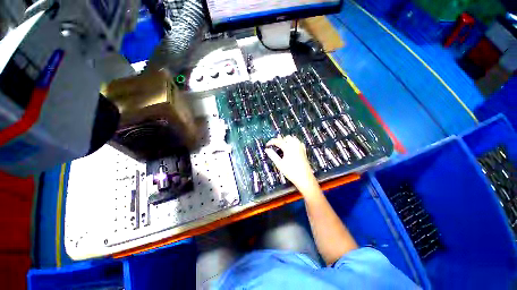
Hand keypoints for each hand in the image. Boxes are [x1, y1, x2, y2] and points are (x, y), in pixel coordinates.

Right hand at [265, 135, 319, 194]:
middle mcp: (295, 145)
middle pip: (286, 137)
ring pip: (293, 138)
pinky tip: (291, 148)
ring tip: (282, 147)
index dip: (271, 142)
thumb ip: (272, 155)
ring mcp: (300, 147)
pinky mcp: (304, 150)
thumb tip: (267, 150)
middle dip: (280, 140)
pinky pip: (298, 142)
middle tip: (275, 146)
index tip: (267, 145)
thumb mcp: (279, 164)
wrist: (304, 178)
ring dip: (287, 140)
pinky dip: (293, 142)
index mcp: (288, 147)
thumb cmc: (291, 171)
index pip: (278, 141)